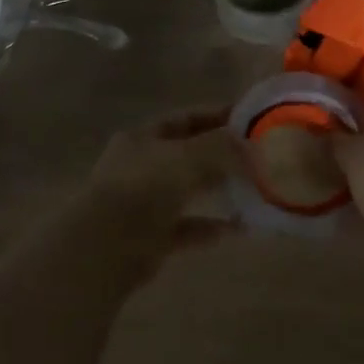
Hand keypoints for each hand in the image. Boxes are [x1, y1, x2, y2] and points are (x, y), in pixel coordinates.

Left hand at [85, 107, 239, 277]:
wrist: (107, 247)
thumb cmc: (145, 187)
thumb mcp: (188, 156)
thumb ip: (221, 147)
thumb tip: (248, 145)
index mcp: (142, 137)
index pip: (184, 119)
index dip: (215, 116)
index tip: (248, 119)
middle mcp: (140, 166)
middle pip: (186, 154)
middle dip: (220, 154)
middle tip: (256, 155)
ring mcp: (143, 203)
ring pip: (187, 190)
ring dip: (217, 189)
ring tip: (252, 188)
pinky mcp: (150, 238)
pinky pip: (187, 228)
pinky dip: (210, 227)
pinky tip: (239, 228)